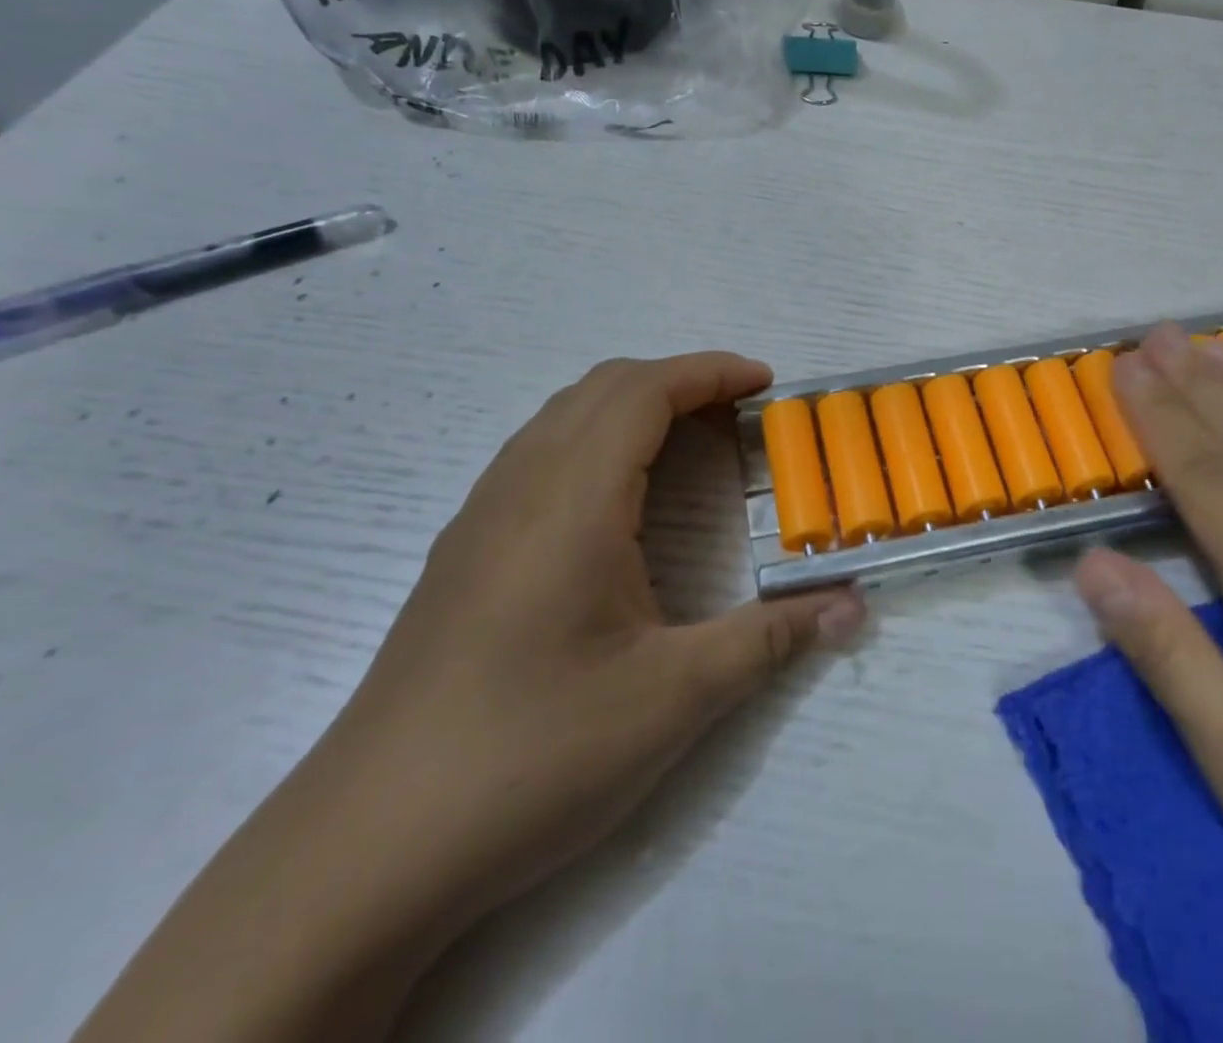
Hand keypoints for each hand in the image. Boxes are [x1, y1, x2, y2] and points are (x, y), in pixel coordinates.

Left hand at [331, 350, 866, 924]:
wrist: (368, 850)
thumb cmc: (532, 754)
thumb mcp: (674, 697)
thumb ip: (771, 638)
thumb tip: (854, 607)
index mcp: (571, 501)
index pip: (643, 391)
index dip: (710, 372)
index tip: (766, 383)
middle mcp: (519, 488)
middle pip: (602, 387)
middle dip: (679, 379)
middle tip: (739, 412)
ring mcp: (481, 519)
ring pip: (562, 416)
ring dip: (633, 406)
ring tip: (690, 441)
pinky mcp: (463, 554)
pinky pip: (537, 454)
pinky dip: (595, 439)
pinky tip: (619, 500)